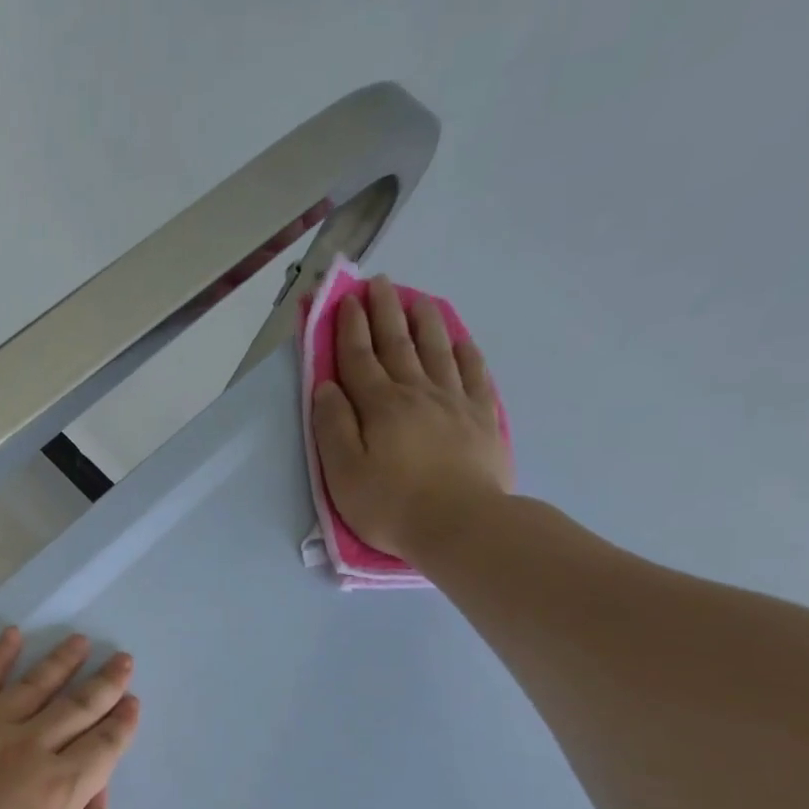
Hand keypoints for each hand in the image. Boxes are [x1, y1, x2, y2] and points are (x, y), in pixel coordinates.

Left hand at [0, 628, 140, 808]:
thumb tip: (99, 797)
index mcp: (61, 792)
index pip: (104, 745)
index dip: (123, 722)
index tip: (133, 702)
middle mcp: (28, 750)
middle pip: (77, 706)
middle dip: (105, 682)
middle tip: (122, 660)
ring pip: (33, 686)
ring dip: (62, 661)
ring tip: (80, 641)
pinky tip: (13, 636)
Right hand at [312, 275, 512, 559]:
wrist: (461, 525)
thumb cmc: (391, 505)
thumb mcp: (342, 474)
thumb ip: (332, 427)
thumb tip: (326, 387)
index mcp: (379, 406)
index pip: (359, 358)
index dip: (350, 327)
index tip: (345, 299)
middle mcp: (416, 392)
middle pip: (398, 343)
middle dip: (385, 311)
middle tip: (379, 283)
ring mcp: (454, 402)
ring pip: (437, 349)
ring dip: (424, 320)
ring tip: (417, 298)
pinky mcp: (482, 417)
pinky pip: (473, 372)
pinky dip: (464, 351)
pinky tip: (459, 339)